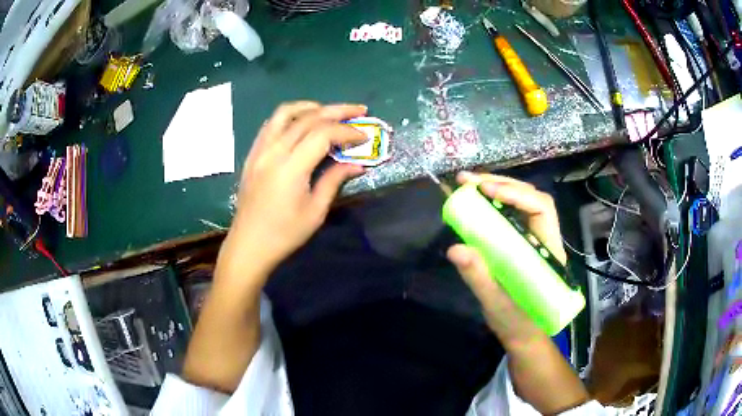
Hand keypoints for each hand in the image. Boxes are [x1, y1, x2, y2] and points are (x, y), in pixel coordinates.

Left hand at [219, 102, 367, 283]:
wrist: (249, 245)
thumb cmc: (284, 234)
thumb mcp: (315, 211)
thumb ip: (334, 180)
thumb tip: (357, 165)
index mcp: (290, 167)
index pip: (323, 134)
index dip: (346, 131)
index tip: (364, 136)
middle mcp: (273, 151)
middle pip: (307, 118)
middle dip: (336, 111)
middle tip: (358, 110)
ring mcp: (259, 150)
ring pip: (284, 113)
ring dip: (310, 107)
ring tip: (328, 110)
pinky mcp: (252, 154)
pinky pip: (270, 124)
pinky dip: (289, 117)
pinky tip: (301, 123)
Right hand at [446, 172, 566, 345]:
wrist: (524, 335)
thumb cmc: (518, 323)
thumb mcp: (497, 304)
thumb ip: (479, 277)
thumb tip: (455, 249)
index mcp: (548, 251)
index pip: (541, 208)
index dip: (516, 194)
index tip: (487, 191)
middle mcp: (544, 238)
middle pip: (531, 198)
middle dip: (502, 183)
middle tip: (468, 180)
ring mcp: (533, 239)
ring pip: (521, 203)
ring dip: (496, 188)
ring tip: (467, 184)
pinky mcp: (522, 243)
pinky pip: (511, 216)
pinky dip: (493, 204)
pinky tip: (476, 201)